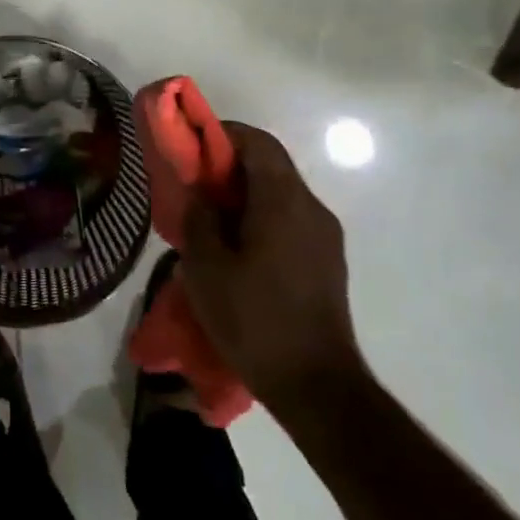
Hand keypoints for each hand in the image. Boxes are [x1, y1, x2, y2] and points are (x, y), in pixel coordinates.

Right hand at [180, 122, 364, 408]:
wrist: (315, 385)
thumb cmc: (254, 319)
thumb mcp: (206, 267)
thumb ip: (199, 218)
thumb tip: (200, 192)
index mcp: (283, 201)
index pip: (257, 142)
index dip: (222, 135)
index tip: (191, 147)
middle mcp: (311, 208)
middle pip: (270, 165)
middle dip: (230, 167)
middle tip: (193, 186)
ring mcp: (325, 236)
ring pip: (280, 194)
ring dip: (245, 195)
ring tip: (211, 221)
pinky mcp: (327, 261)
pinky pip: (290, 220)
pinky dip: (262, 218)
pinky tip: (238, 250)